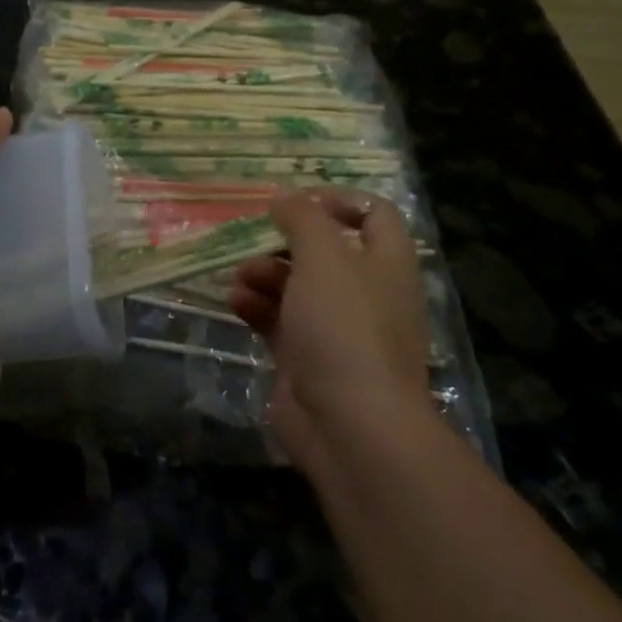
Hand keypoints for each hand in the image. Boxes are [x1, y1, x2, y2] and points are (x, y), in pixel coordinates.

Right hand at [229, 189, 435, 474]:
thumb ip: (303, 218)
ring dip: (264, 274)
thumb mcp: (323, 257)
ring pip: (297, 287)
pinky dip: (257, 308)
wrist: (350, 425)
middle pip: (326, 252)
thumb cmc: (344, 327)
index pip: (375, 215)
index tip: (296, 201)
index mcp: (387, 263)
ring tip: (238, 275)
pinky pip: (280, 322)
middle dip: (285, 242)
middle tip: (253, 238)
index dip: (338, 200)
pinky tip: (233, 303)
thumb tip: (286, 196)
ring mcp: (337, 330)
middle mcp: (367, 293)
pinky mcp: (308, 360)